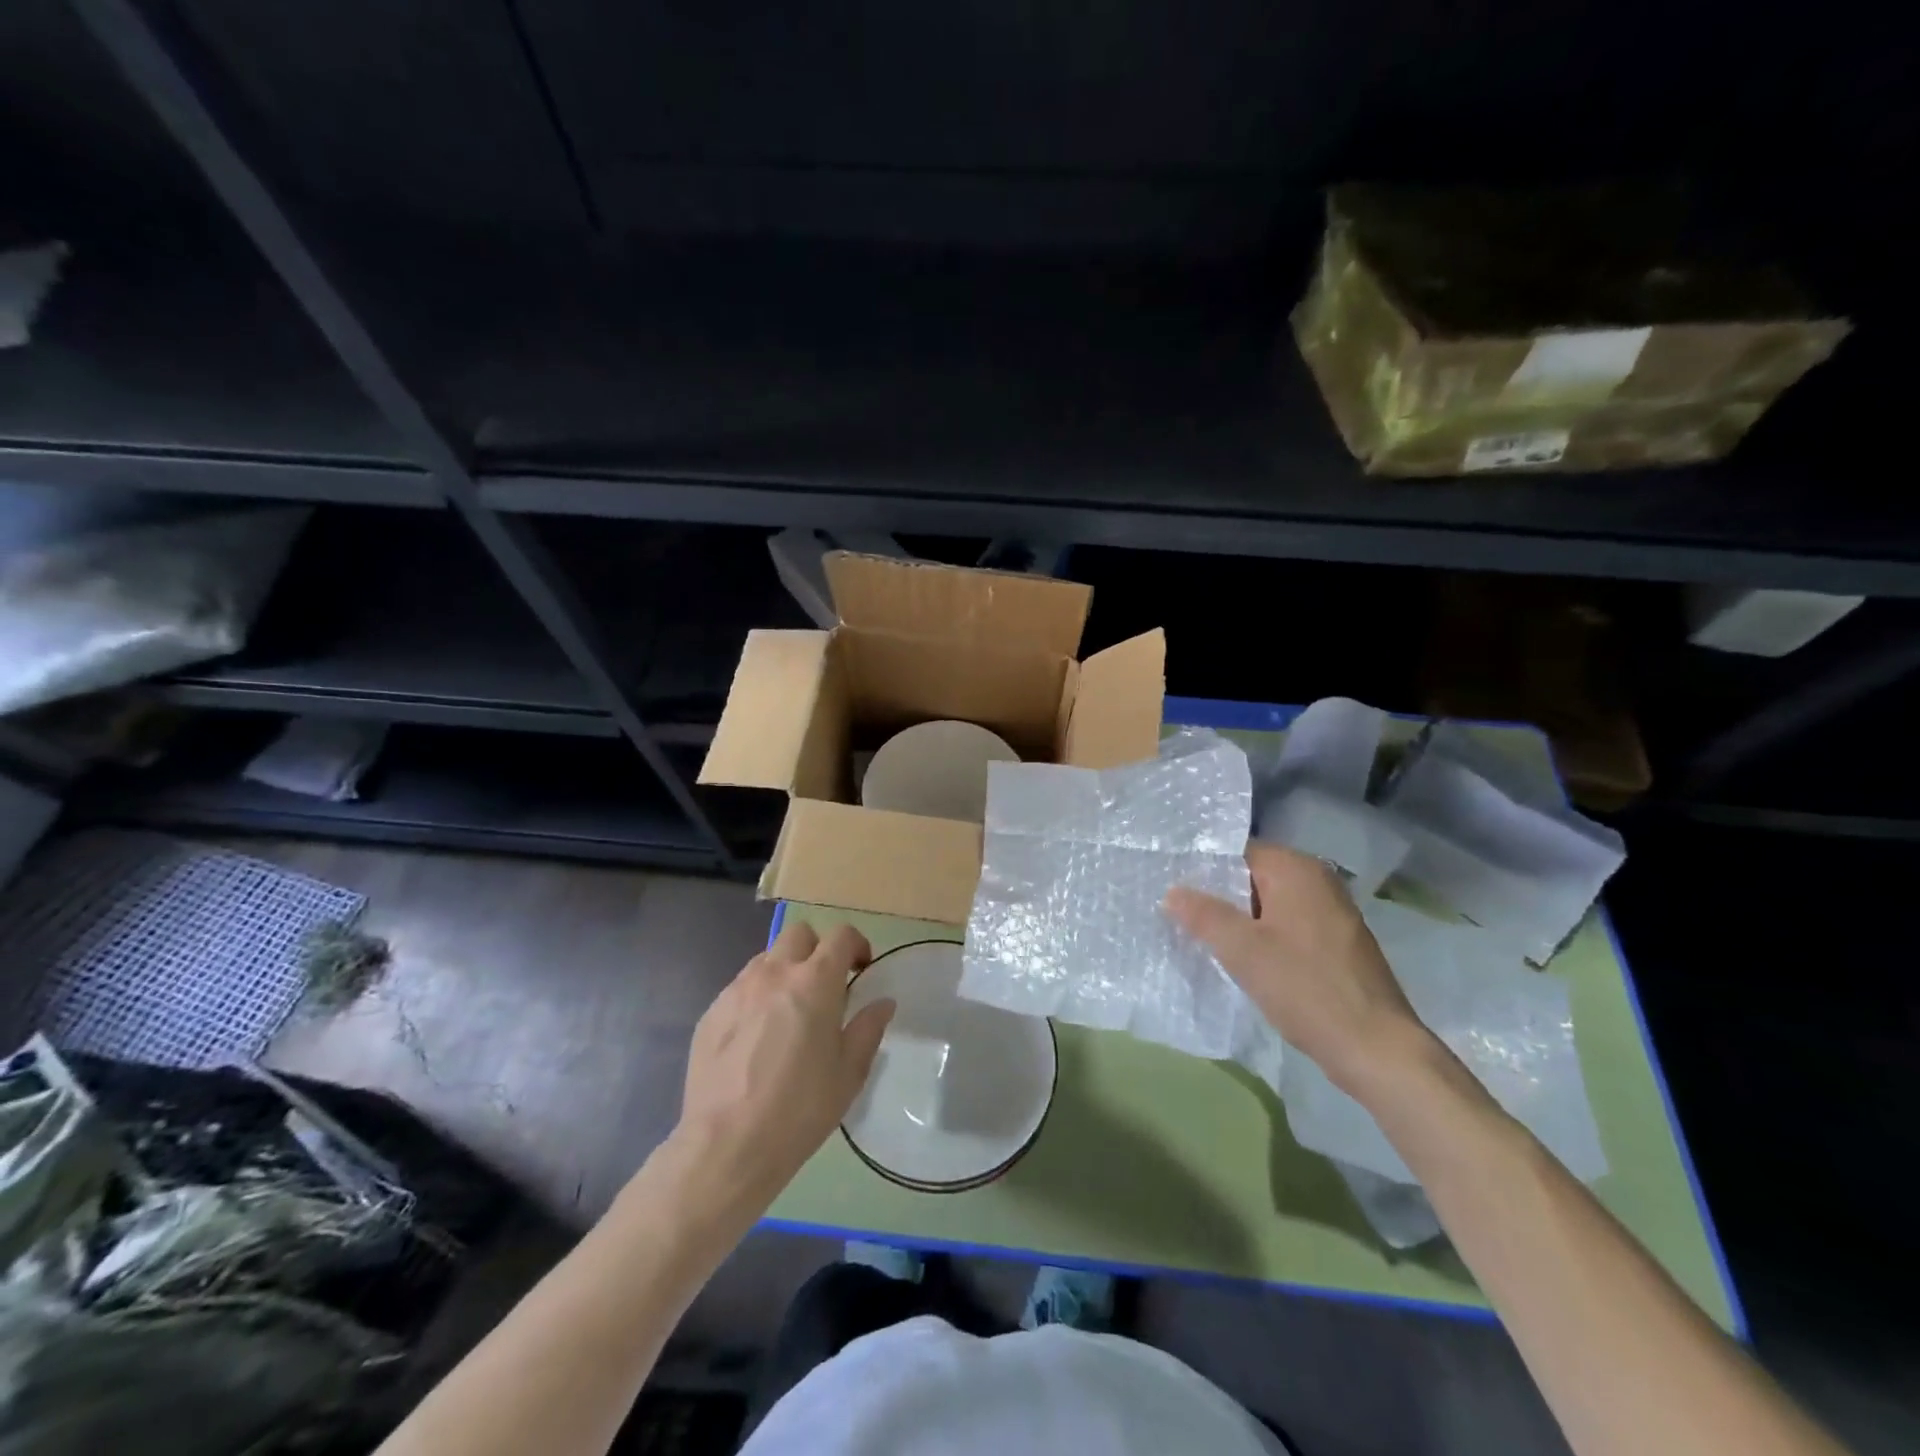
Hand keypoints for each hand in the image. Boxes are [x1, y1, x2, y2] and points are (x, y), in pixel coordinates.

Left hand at [673, 921, 895, 1205]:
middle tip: (825, 986)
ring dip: (785, 971)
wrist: (726, 1146)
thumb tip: (882, 1002)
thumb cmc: (800, 1108)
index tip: (861, 970)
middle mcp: (774, 973)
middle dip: (817, 949)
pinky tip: (757, 1039)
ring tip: (789, 1012)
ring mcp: (737, 990)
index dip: (856, 945)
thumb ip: (868, 1028)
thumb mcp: (849, 1073)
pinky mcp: (711, 1012)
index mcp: (815, 982)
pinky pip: (740, 988)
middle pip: (799, 934)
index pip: (841, 935)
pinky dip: (756, 997)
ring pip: (767, 958)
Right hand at [1165, 843, 1430, 1095]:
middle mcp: (1318, 881)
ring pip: (1269, 905)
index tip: (1171, 890)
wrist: (1375, 1049)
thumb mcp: (1242, 950)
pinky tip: (1241, 960)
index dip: (1201, 870)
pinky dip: (1263, 937)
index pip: (1236, 853)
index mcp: (1297, 869)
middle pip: (1252, 878)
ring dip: (1239, 921)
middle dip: (1218, 897)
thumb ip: (1203, 914)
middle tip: (1177, 916)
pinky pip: (1287, 927)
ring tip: (1201, 938)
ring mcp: (1331, 913)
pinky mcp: (1336, 943)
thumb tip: (1172, 892)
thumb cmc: (1305, 988)